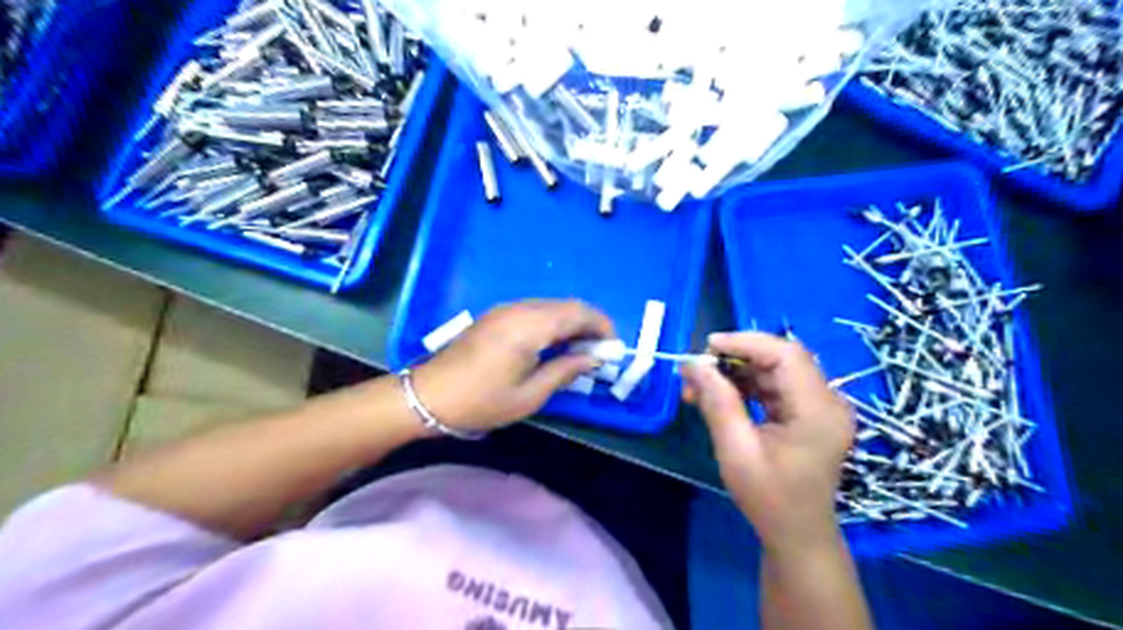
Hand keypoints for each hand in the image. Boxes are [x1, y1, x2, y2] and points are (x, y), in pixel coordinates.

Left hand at [412, 301, 609, 432]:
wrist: (429, 396)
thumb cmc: (481, 402)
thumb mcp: (529, 395)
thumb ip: (565, 371)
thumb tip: (593, 359)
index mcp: (529, 327)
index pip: (578, 313)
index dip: (602, 327)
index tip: (612, 350)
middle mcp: (520, 309)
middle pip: (567, 305)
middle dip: (589, 325)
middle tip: (598, 353)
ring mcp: (506, 309)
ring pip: (552, 306)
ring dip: (571, 323)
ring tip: (578, 353)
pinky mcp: (497, 315)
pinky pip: (535, 310)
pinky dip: (553, 323)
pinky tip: (553, 346)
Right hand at [684, 333, 852, 547]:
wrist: (797, 535)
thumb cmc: (769, 499)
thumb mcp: (736, 451)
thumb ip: (717, 402)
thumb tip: (693, 364)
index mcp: (819, 411)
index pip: (786, 355)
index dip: (746, 342)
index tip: (707, 346)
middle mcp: (827, 401)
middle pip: (780, 358)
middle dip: (735, 358)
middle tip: (697, 369)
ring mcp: (819, 406)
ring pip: (774, 370)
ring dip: (735, 372)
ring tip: (699, 387)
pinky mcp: (808, 413)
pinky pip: (774, 386)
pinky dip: (745, 386)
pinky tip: (717, 396)